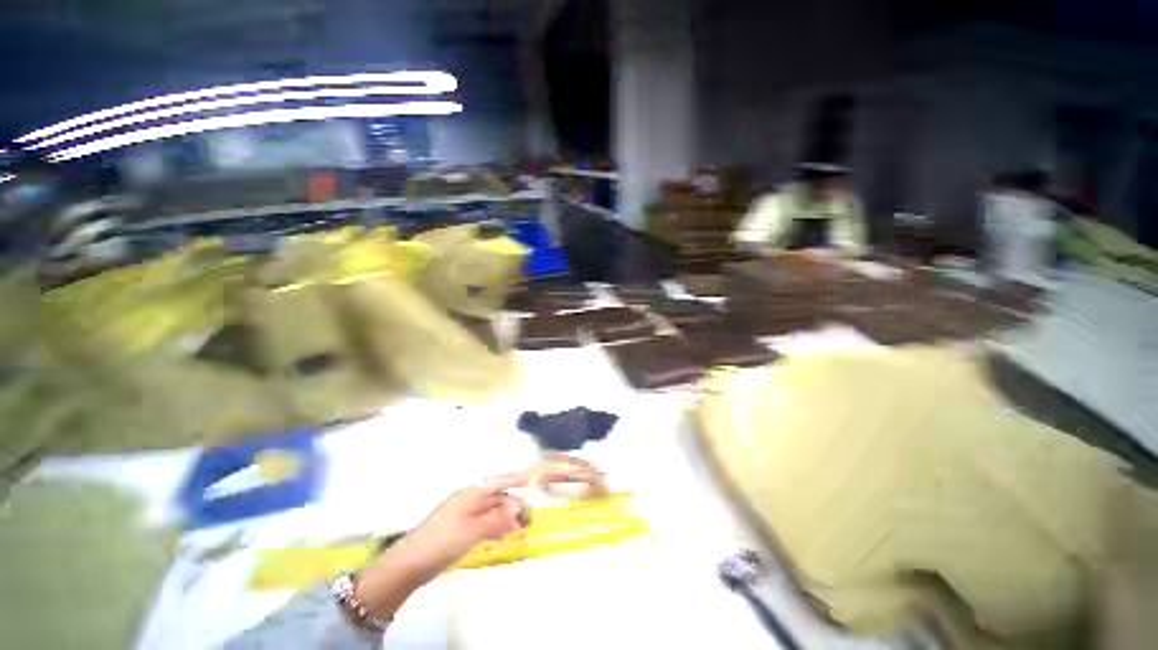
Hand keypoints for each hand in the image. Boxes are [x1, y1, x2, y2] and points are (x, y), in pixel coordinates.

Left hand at [352, 457, 603, 619]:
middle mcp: (489, 489)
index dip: (552, 471)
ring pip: (520, 498)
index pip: (526, 475)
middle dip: (555, 477)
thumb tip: (525, 509)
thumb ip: (499, 518)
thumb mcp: (469, 530)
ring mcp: (486, 503)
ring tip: (557, 503)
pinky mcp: (483, 518)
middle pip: (528, 480)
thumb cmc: (438, 542)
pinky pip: (510, 512)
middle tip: (584, 477)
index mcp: (485, 487)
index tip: (577, 469)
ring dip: (538, 501)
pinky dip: (521, 516)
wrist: (411, 561)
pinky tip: (527, 524)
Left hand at [393, 474, 530, 579]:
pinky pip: (485, 523)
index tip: (533, 478)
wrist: (410, 564)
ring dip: (507, 517)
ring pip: (492, 511)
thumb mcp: (472, 530)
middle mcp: (470, 500)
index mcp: (471, 494)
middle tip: (530, 516)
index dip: (517, 479)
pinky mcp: (462, 530)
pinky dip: (496, 527)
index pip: (499, 482)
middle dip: (514, 504)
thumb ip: (497, 519)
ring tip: (521, 527)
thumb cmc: (442, 540)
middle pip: (497, 497)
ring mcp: (465, 515)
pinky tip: (504, 536)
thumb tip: (519, 508)